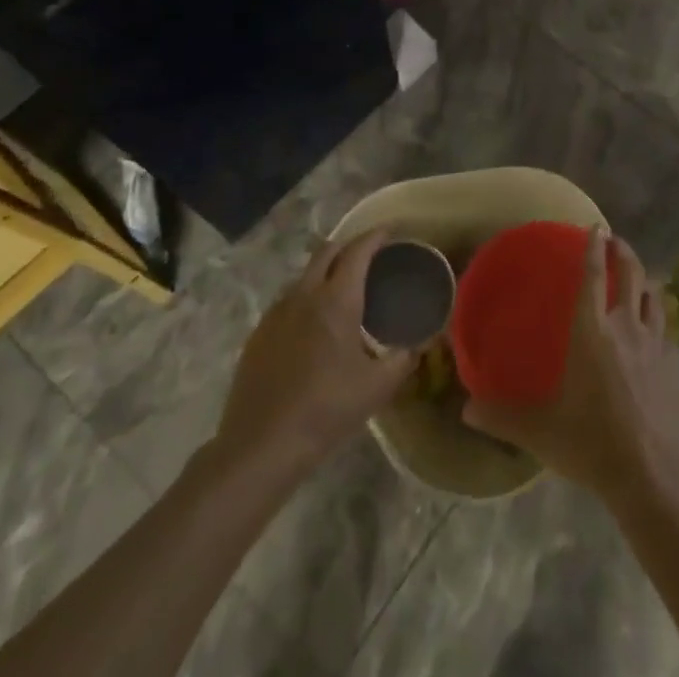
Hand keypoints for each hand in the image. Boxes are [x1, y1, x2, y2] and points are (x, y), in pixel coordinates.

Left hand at [209, 231, 418, 477]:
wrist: (260, 446)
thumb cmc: (325, 411)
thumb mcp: (377, 388)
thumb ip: (403, 360)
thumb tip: (420, 344)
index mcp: (336, 299)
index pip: (358, 251)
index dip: (375, 236)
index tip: (391, 231)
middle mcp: (304, 295)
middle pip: (327, 251)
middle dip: (350, 244)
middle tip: (370, 254)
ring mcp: (276, 313)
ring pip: (305, 275)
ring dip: (326, 271)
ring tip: (343, 288)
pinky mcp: (258, 334)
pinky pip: (288, 300)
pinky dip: (307, 297)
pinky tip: (314, 323)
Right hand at [462, 229, 678, 503]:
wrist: (655, 473)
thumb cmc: (593, 442)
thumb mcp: (541, 432)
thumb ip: (503, 417)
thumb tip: (465, 410)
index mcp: (592, 331)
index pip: (592, 277)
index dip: (593, 249)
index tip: (596, 227)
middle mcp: (626, 326)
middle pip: (631, 275)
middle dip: (624, 252)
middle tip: (616, 240)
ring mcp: (655, 344)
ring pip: (654, 297)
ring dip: (645, 280)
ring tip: (639, 277)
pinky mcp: (675, 365)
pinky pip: (668, 331)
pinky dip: (661, 321)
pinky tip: (658, 331)